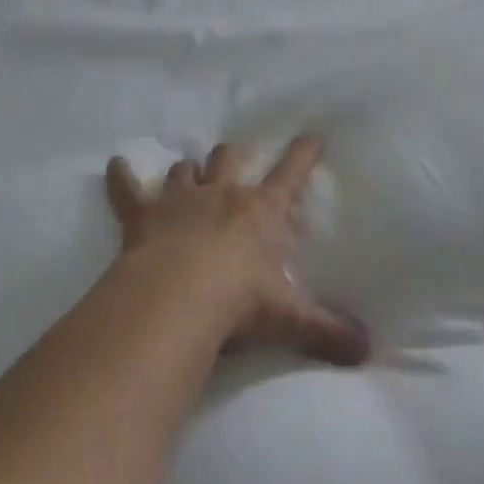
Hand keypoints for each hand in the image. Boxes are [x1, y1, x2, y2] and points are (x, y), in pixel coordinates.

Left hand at [106, 135, 370, 367]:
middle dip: (232, 156)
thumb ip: (326, 331)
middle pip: (228, 160)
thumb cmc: (236, 303)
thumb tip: (368, 349)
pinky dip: (121, 179)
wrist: (173, 300)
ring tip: (188, 171)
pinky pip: (128, 191)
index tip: (311, 134)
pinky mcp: (142, 216)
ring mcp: (179, 201)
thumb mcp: (287, 319)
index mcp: (259, 212)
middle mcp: (220, 195)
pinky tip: (114, 166)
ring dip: (187, 171)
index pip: (289, 175)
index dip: (301, 154)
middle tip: (233, 157)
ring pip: (184, 171)